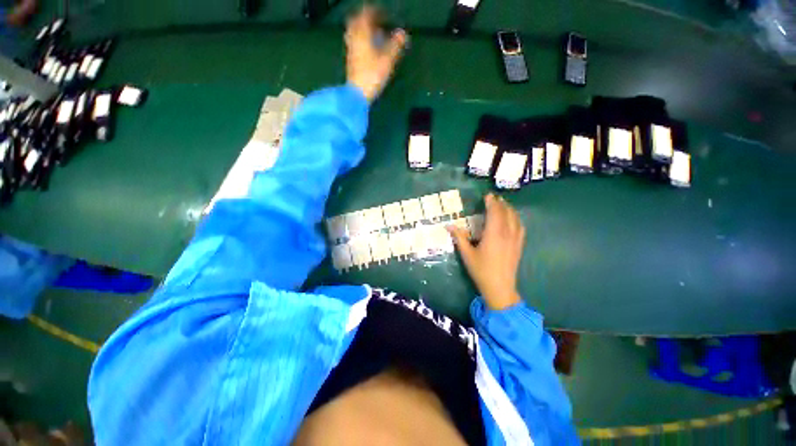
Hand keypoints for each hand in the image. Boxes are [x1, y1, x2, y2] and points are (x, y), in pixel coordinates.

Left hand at [345, 5, 407, 101]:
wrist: (357, 94)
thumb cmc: (372, 75)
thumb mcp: (387, 60)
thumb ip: (396, 45)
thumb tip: (403, 33)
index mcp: (362, 33)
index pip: (367, 14)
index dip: (376, 12)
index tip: (386, 15)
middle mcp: (354, 38)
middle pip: (357, 20)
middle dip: (367, 19)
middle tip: (378, 22)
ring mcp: (350, 49)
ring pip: (355, 31)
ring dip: (364, 29)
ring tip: (374, 34)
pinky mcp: (350, 60)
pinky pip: (354, 42)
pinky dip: (361, 39)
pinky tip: (369, 48)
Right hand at [448, 194, 525, 309]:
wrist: (499, 288)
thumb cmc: (481, 270)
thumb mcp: (467, 254)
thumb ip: (459, 238)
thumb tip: (449, 225)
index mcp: (494, 234)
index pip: (495, 212)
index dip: (491, 202)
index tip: (487, 195)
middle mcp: (507, 234)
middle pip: (506, 213)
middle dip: (500, 203)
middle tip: (494, 198)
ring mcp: (515, 240)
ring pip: (515, 218)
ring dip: (509, 209)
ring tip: (503, 205)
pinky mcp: (519, 246)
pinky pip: (520, 227)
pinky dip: (516, 219)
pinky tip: (513, 219)